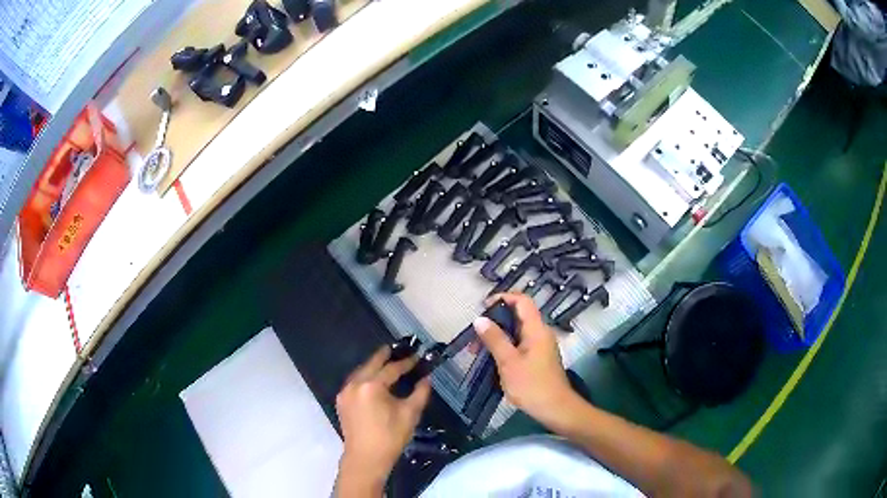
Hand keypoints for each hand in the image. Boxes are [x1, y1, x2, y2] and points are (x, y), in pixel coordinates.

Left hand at [335, 346, 430, 493]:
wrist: (366, 458)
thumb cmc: (390, 437)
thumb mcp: (410, 414)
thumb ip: (420, 393)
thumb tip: (426, 378)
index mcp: (371, 386)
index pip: (392, 368)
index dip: (406, 362)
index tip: (417, 356)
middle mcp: (355, 384)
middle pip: (371, 364)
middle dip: (385, 356)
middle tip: (397, 348)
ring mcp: (345, 392)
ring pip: (361, 372)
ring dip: (373, 366)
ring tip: (386, 361)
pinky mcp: (341, 401)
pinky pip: (354, 382)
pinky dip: (365, 377)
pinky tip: (373, 379)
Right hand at [474, 292, 577, 427]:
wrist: (555, 409)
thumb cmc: (532, 385)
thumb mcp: (508, 362)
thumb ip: (494, 339)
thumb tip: (479, 319)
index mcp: (537, 329)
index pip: (522, 300)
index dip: (502, 297)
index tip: (482, 307)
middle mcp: (540, 333)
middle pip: (518, 316)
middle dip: (494, 321)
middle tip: (474, 335)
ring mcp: (540, 346)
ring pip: (517, 332)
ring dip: (497, 337)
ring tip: (477, 351)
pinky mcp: (538, 358)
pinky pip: (519, 344)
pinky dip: (504, 347)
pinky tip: (492, 360)